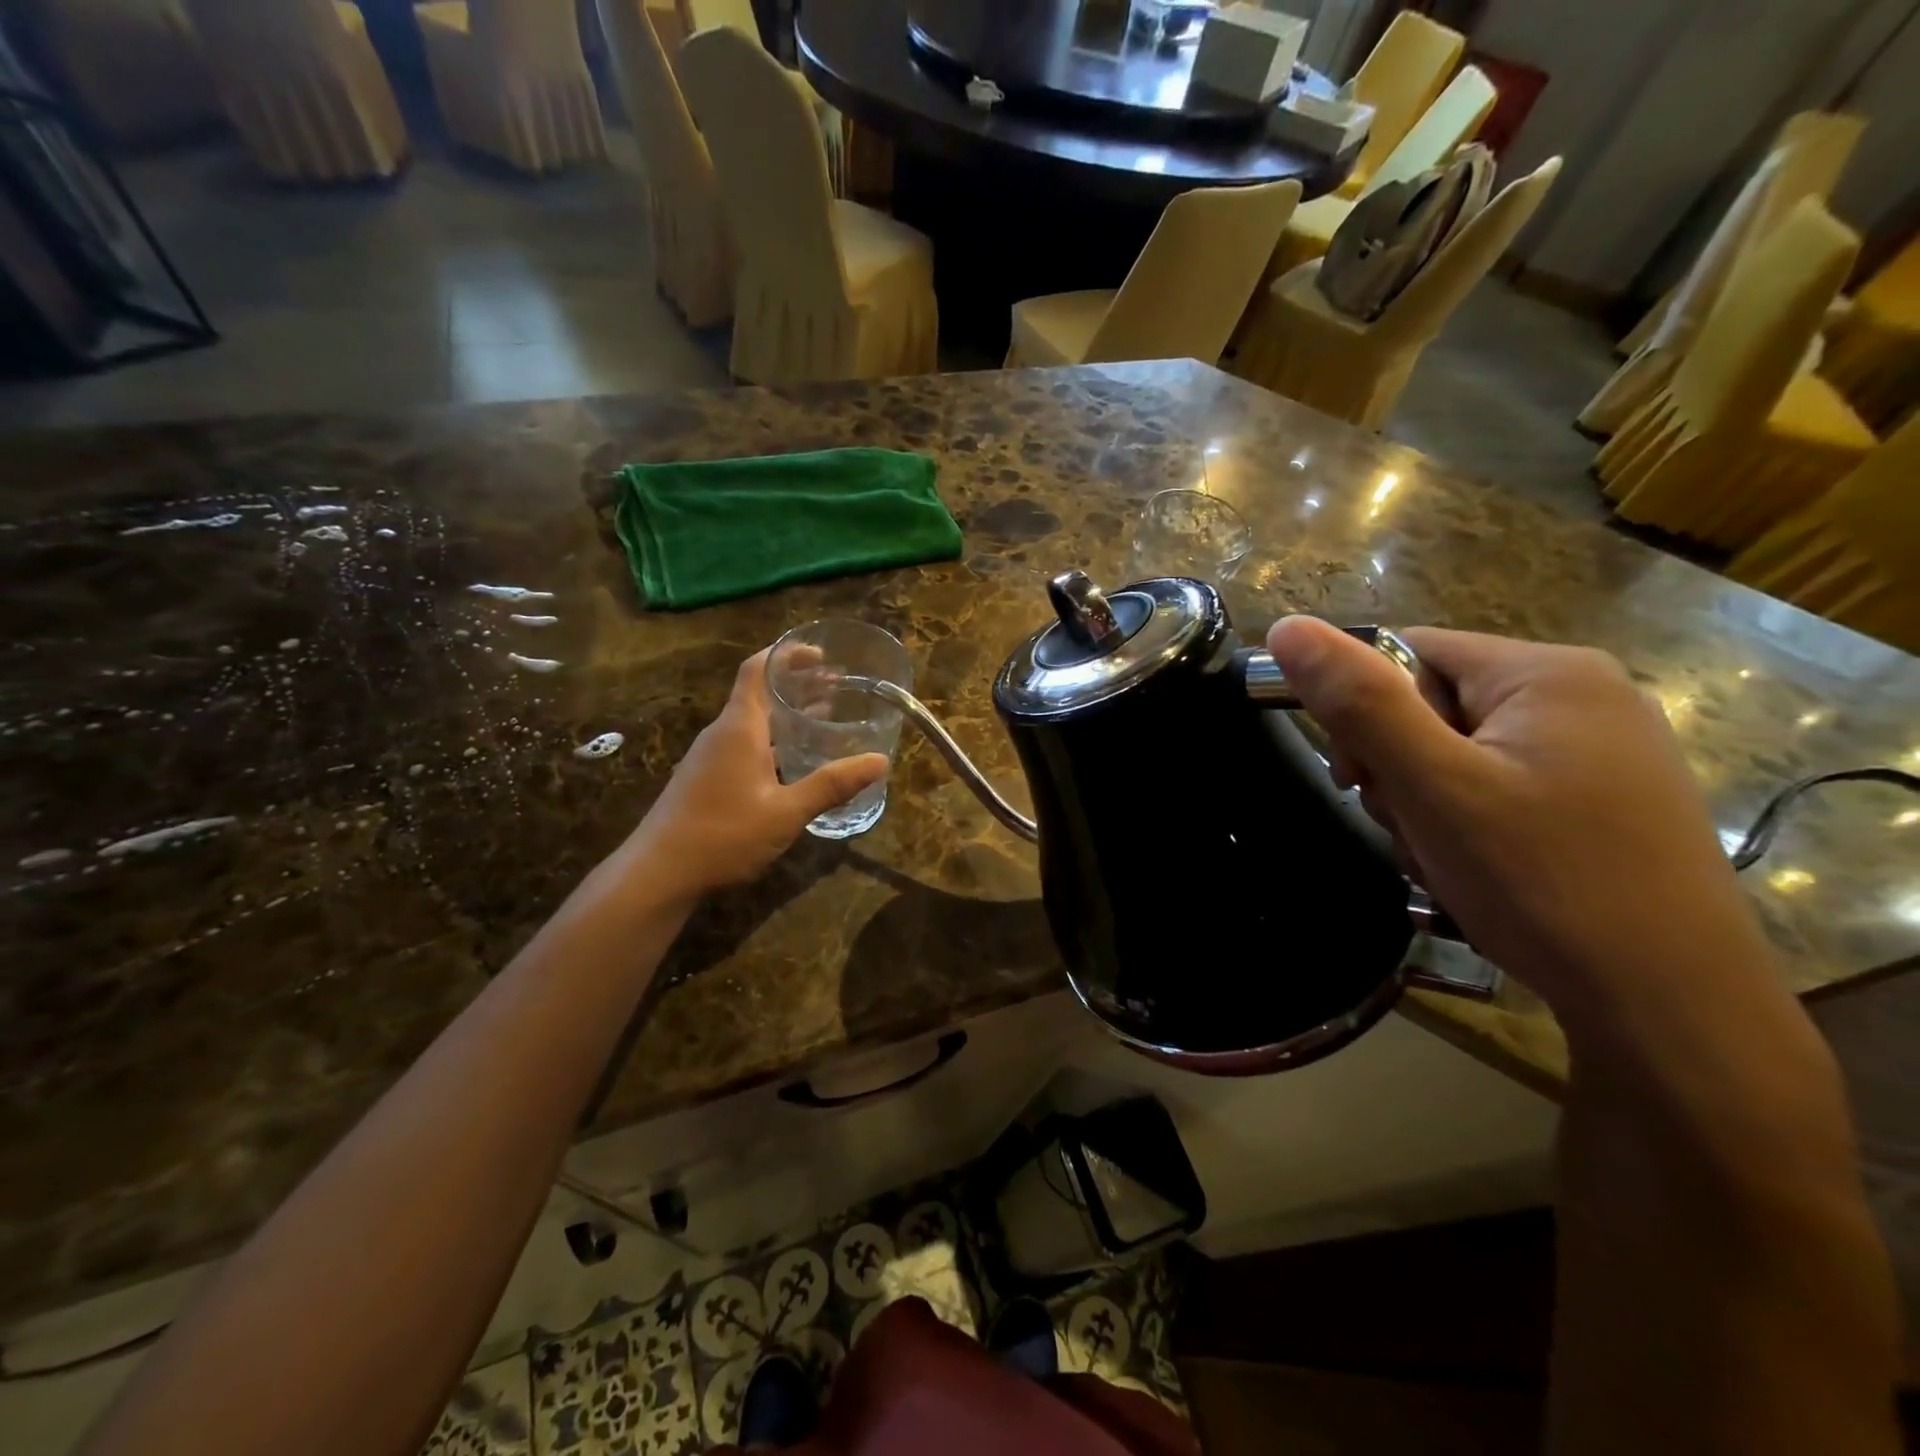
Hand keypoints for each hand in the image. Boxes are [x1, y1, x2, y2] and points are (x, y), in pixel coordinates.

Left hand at [623, 649, 887, 901]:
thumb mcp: (786, 812)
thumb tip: (880, 761)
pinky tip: (793, 761)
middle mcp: (722, 733)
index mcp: (740, 728)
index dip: (788, 654)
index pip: (758, 669)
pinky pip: (744, 743)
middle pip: (759, 693)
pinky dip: (773, 738)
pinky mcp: (705, 778)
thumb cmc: (723, 835)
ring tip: (824, 716)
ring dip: (786, 713)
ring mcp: (709, 756)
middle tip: (836, 686)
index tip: (821, 654)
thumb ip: (831, 784)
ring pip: (753, 721)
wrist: (658, 873)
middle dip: (796, 684)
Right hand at [1264, 618, 1776, 1029]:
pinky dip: (1465, 825)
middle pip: (1431, 705)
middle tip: (1410, 828)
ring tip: (1444, 860)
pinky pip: (1497, 788)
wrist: (1671, 1008)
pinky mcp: (1601, 802)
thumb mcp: (1432, 785)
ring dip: (1425, 804)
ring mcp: (1599, 753)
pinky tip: (1475, 870)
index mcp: (1547, 673)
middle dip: (1397, 768)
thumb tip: (1287, 627)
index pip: (1407, 652)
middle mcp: (1583, 697)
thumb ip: (1359, 703)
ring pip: (1458, 754)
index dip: (1362, 710)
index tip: (1356, 779)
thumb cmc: (1544, 881)